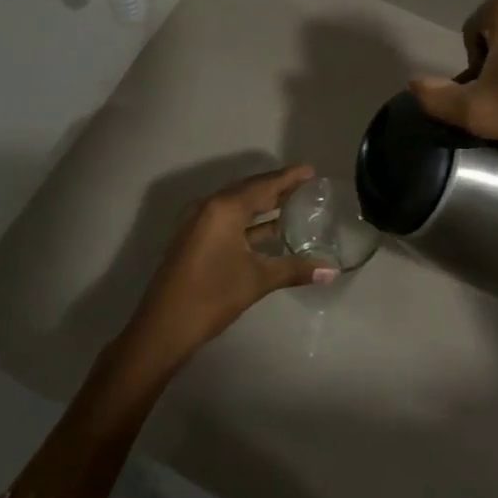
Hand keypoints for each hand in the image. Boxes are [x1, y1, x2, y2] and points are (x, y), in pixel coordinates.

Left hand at [123, 166, 336, 365]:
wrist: (164, 327)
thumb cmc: (212, 295)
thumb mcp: (257, 279)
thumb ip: (295, 269)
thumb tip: (332, 270)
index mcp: (224, 208)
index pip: (263, 185)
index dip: (288, 178)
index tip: (310, 171)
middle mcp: (208, 207)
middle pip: (248, 191)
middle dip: (276, 188)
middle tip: (305, 186)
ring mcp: (197, 223)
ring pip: (237, 206)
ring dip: (262, 205)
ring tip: (292, 204)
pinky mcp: (193, 239)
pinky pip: (227, 219)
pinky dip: (249, 221)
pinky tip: (267, 230)